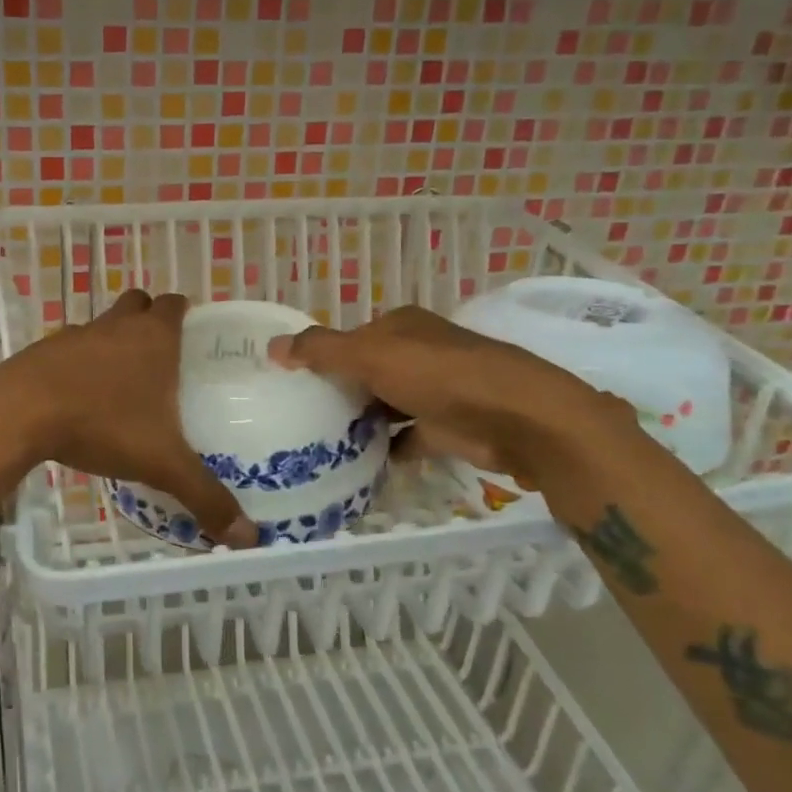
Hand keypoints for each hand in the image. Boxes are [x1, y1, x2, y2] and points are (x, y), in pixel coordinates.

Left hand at [1, 289, 259, 548]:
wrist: (20, 413)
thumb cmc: (102, 424)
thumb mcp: (161, 464)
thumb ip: (205, 496)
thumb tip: (249, 537)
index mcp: (153, 338)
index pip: (175, 304)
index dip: (186, 314)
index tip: (194, 337)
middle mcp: (117, 326)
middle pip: (138, 304)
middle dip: (150, 320)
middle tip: (162, 359)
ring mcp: (77, 335)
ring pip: (103, 325)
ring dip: (113, 342)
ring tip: (122, 383)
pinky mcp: (43, 351)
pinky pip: (70, 349)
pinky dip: (79, 364)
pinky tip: (80, 398)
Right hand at [267, 306, 628, 489]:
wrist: (518, 420)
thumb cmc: (440, 376)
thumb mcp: (371, 356)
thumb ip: (321, 351)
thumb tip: (272, 347)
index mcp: (402, 327)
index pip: (351, 338)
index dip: (322, 356)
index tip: (292, 383)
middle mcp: (420, 353)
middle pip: (368, 371)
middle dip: (339, 391)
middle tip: (300, 418)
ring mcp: (438, 391)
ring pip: (387, 404)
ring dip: (361, 421)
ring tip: (320, 443)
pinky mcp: (450, 427)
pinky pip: (407, 437)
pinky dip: (387, 449)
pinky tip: (359, 464)